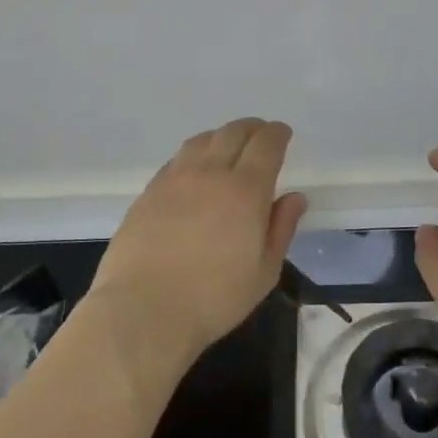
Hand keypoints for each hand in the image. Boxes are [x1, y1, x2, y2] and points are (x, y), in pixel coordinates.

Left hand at [89, 118, 307, 368]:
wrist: (143, 310)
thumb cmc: (214, 298)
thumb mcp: (264, 272)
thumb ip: (281, 228)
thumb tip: (294, 197)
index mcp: (245, 190)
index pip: (266, 145)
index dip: (277, 134)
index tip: (282, 133)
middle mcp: (210, 173)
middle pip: (233, 133)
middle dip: (252, 128)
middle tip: (260, 134)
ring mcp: (174, 179)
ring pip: (201, 140)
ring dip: (221, 136)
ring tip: (228, 146)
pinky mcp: (148, 192)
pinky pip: (176, 159)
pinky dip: (194, 154)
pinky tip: (194, 170)